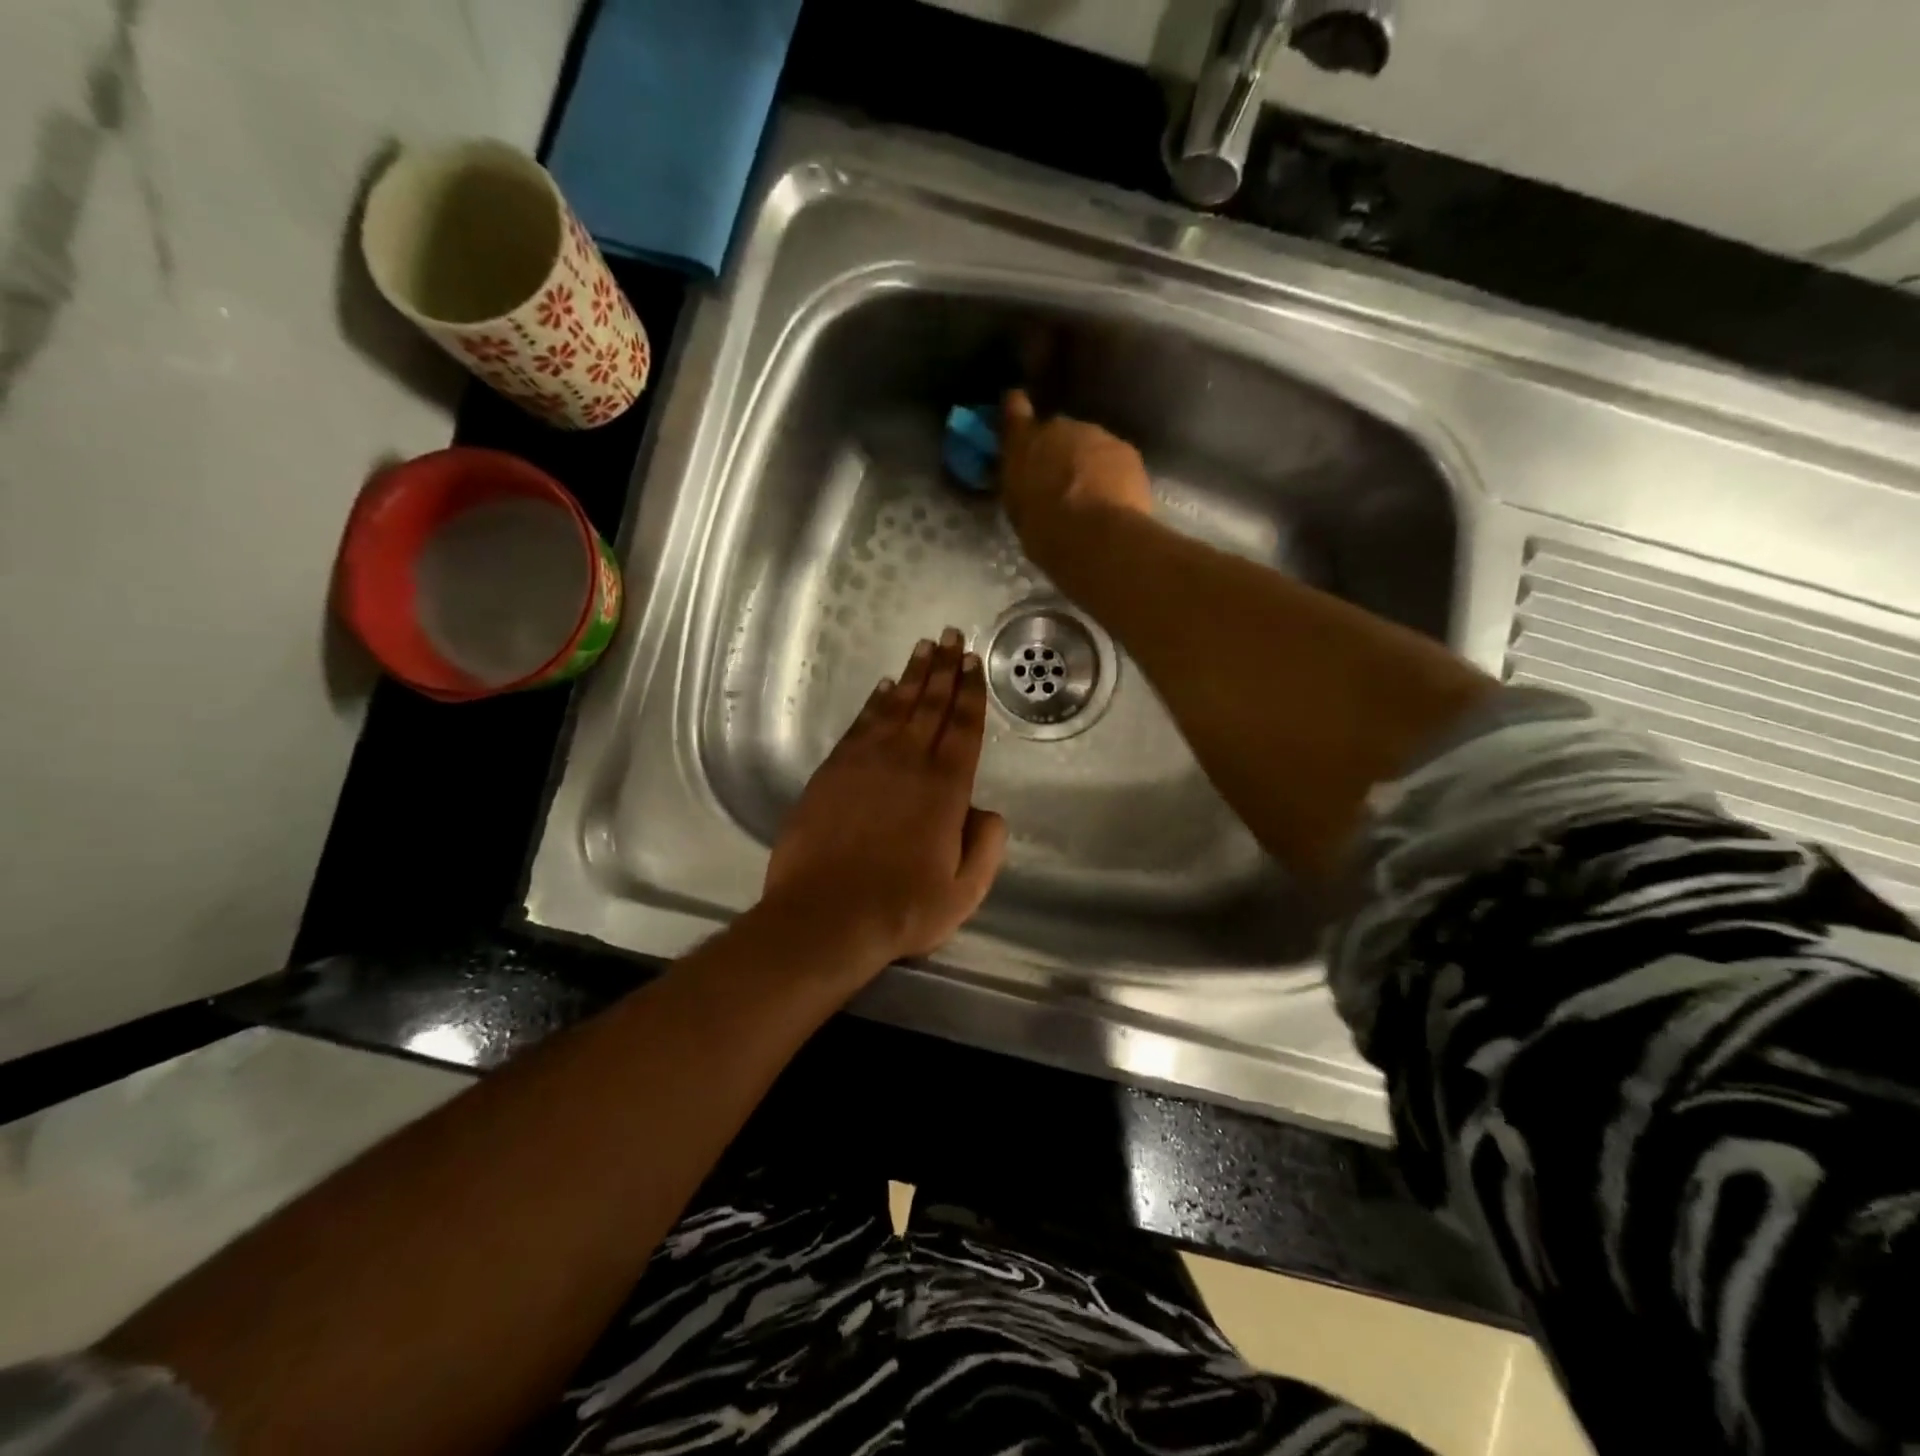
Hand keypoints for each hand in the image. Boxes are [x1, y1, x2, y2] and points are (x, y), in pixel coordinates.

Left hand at [760, 629, 1008, 973]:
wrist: (825, 917)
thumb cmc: (902, 909)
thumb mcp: (965, 891)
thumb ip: (986, 846)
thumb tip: (988, 811)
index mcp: (946, 788)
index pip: (963, 728)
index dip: (970, 693)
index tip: (973, 663)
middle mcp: (908, 763)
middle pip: (931, 705)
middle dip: (944, 669)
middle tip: (951, 636)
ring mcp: (866, 763)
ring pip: (895, 706)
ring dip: (912, 675)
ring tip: (923, 648)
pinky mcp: (832, 771)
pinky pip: (860, 724)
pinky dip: (874, 702)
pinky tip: (883, 688)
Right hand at [999, 389, 1153, 580]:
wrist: (1096, 536)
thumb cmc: (1045, 530)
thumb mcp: (1017, 509)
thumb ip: (1020, 483)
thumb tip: (1026, 480)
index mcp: (1024, 442)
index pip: (1015, 409)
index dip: (1017, 411)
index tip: (1018, 413)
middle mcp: (1060, 426)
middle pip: (1059, 432)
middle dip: (1059, 450)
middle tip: (1059, 482)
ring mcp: (1097, 434)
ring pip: (1090, 444)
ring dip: (1088, 462)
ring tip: (1090, 495)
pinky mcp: (1127, 450)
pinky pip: (1115, 458)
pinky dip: (1113, 473)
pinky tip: (1113, 500)